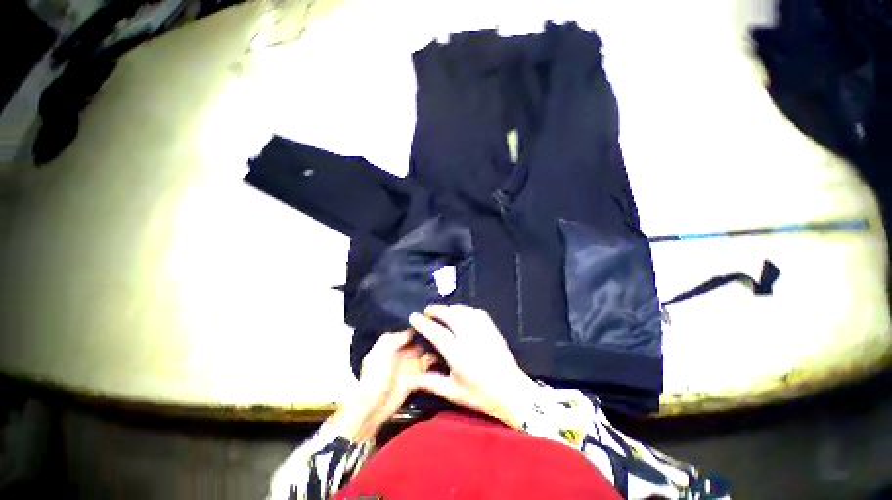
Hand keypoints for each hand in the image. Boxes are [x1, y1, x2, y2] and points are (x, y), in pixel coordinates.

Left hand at [331, 330, 436, 441]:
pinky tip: (444, 356)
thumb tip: (412, 329)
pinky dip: (436, 361)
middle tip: (443, 329)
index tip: (431, 319)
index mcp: (391, 342)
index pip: (408, 329)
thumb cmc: (374, 377)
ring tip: (447, 341)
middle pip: (419, 338)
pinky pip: (429, 365)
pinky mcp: (417, 375)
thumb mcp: (380, 353)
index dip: (418, 324)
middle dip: (429, 334)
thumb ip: (394, 339)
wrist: (374, 408)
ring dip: (434, 347)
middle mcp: (402, 350)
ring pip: (426, 350)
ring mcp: (410, 363)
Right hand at [409, 304, 538, 428]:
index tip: (414, 316)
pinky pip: (476, 312)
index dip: (423, 323)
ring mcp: (483, 331)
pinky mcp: (492, 328)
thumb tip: (411, 377)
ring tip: (442, 311)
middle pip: (450, 315)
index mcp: (458, 355)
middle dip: (436, 310)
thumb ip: (431, 382)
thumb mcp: (453, 392)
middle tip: (427, 311)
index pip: (437, 333)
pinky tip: (461, 312)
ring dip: (450, 308)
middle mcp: (470, 338)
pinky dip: (465, 309)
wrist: (512, 392)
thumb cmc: (481, 395)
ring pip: (463, 310)